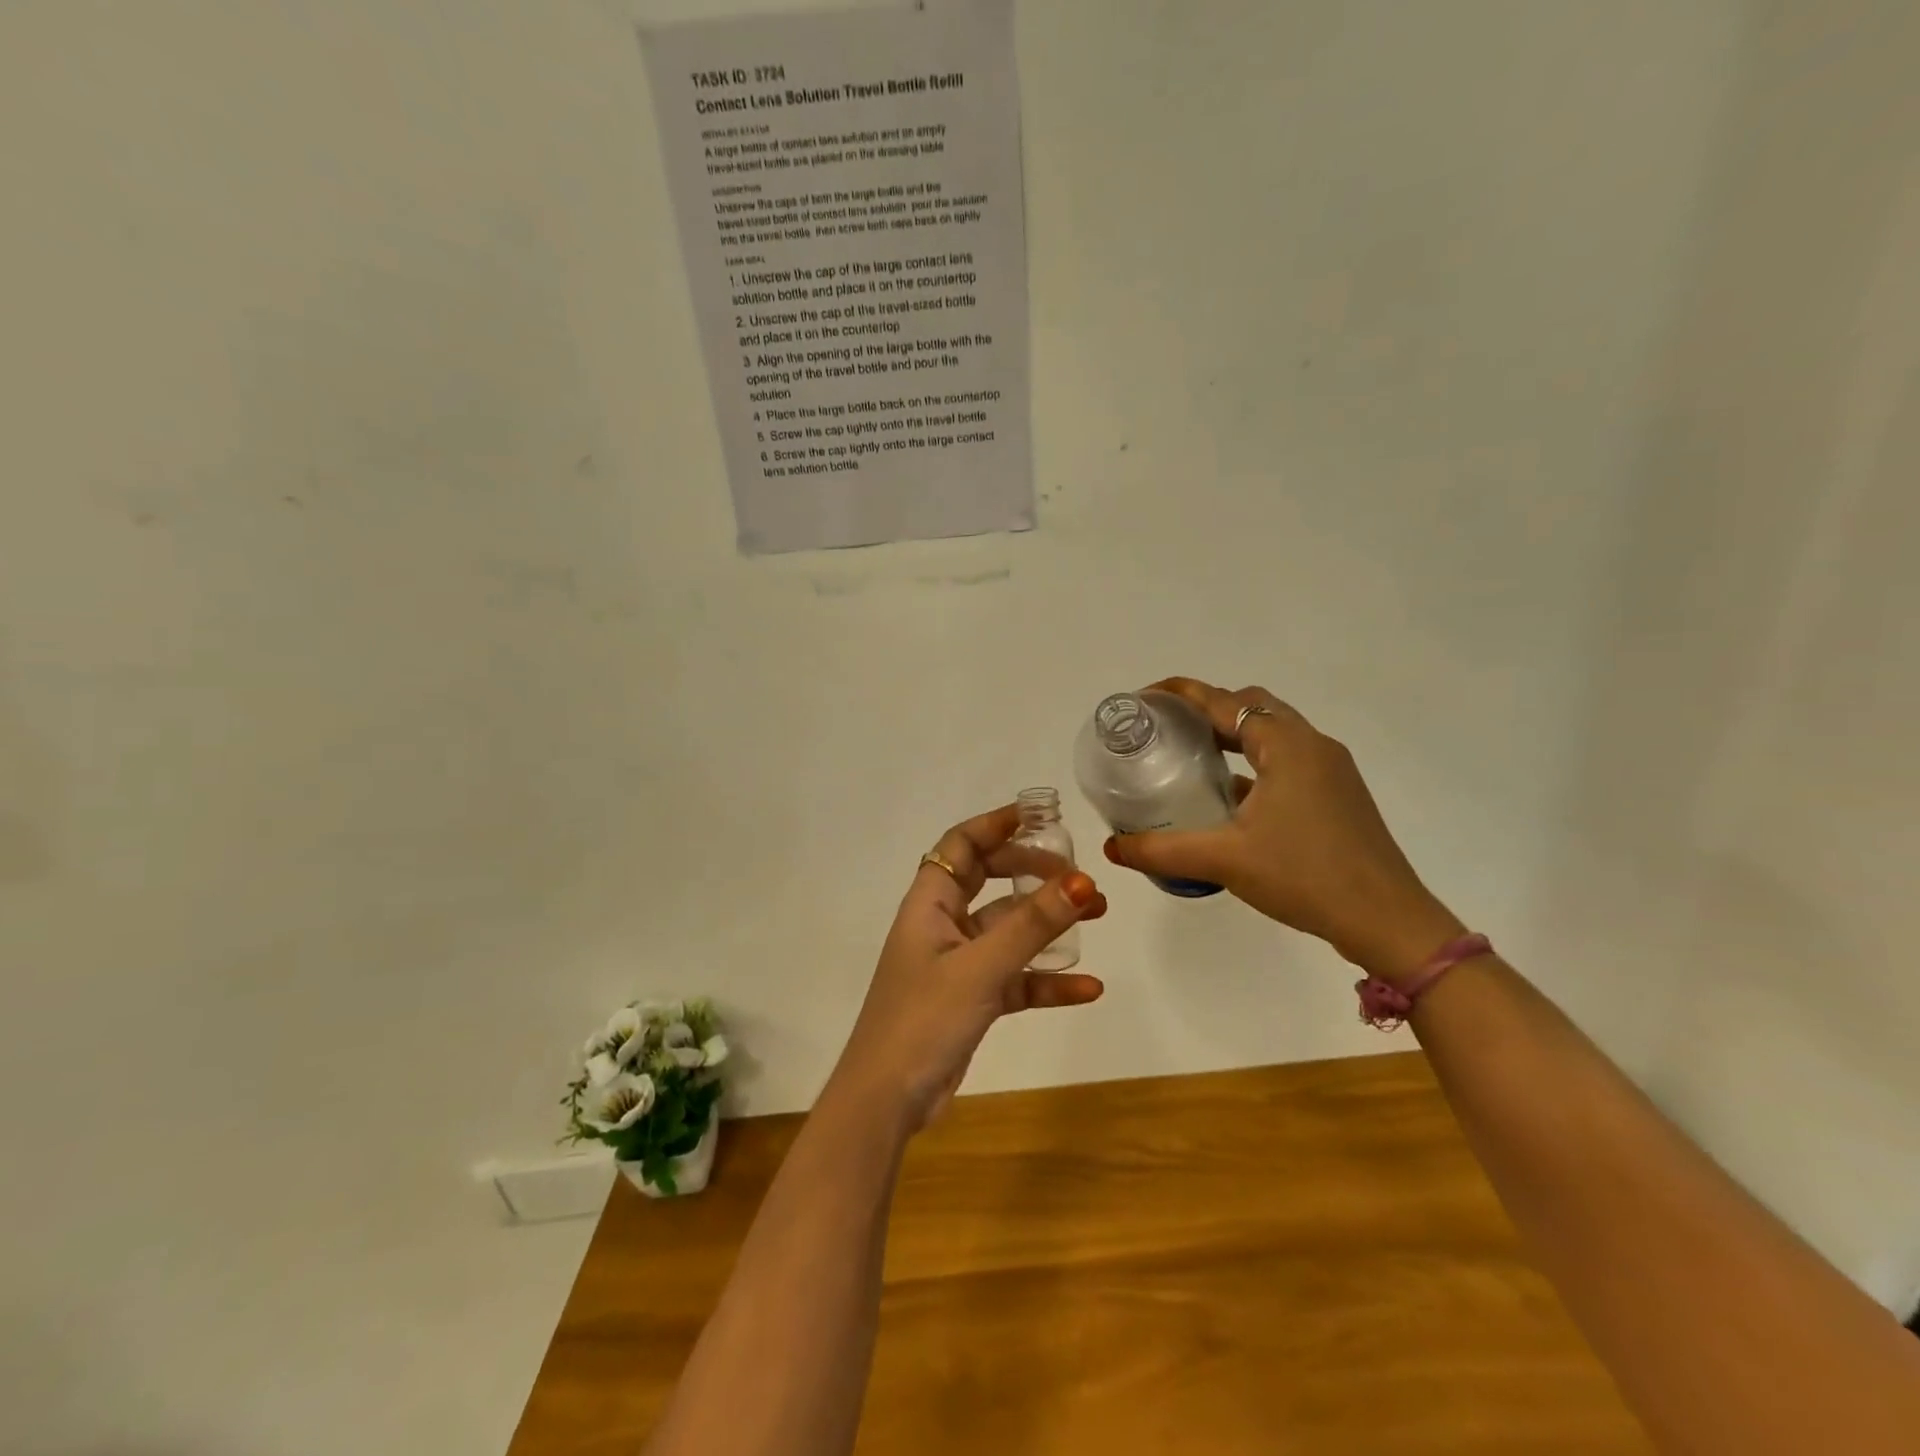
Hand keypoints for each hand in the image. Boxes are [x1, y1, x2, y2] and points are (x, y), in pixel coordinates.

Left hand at [829, 804, 1106, 1132]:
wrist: (886, 1101)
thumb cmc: (923, 1020)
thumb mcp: (980, 968)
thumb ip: (1031, 926)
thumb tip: (1081, 880)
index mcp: (929, 903)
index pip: (961, 845)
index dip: (996, 825)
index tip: (1040, 816)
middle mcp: (942, 925)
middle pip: (990, 880)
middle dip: (1032, 871)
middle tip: (1076, 872)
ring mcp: (957, 963)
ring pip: (1008, 930)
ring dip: (1048, 923)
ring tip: (1098, 914)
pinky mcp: (970, 1000)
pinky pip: (1015, 978)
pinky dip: (1047, 980)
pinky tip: (1088, 988)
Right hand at [1102, 678, 1463, 982]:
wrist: (1388, 921)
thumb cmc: (1305, 877)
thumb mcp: (1224, 860)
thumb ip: (1162, 851)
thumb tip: (1112, 848)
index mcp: (1286, 746)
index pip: (1223, 702)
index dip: (1181, 694)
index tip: (1145, 699)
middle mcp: (1312, 745)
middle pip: (1251, 707)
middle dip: (1207, 709)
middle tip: (1167, 729)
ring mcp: (1331, 770)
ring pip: (1273, 733)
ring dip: (1232, 735)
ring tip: (1190, 756)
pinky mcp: (1338, 794)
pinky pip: (1287, 760)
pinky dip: (1254, 762)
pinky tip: (1230, 796)